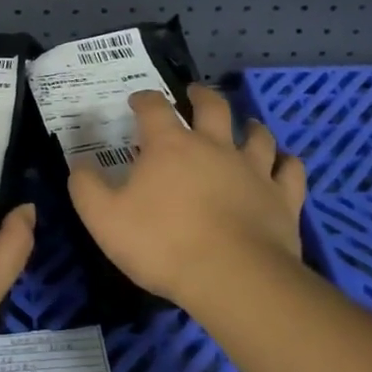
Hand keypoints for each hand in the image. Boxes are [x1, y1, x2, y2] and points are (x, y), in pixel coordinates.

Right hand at [69, 84, 307, 311]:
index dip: (144, 99)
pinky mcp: (283, 197)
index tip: (137, 101)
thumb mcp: (104, 219)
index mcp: (170, 145)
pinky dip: (287, 163)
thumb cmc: (163, 244)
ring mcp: (254, 169)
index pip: (154, 107)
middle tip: (195, 94)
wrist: (233, 278)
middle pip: (212, 106)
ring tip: (245, 126)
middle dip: (201, 95)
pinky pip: (291, 170)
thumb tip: (79, 165)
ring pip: (257, 134)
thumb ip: (86, 187)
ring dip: (249, 126)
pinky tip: (284, 163)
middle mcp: (214, 146)